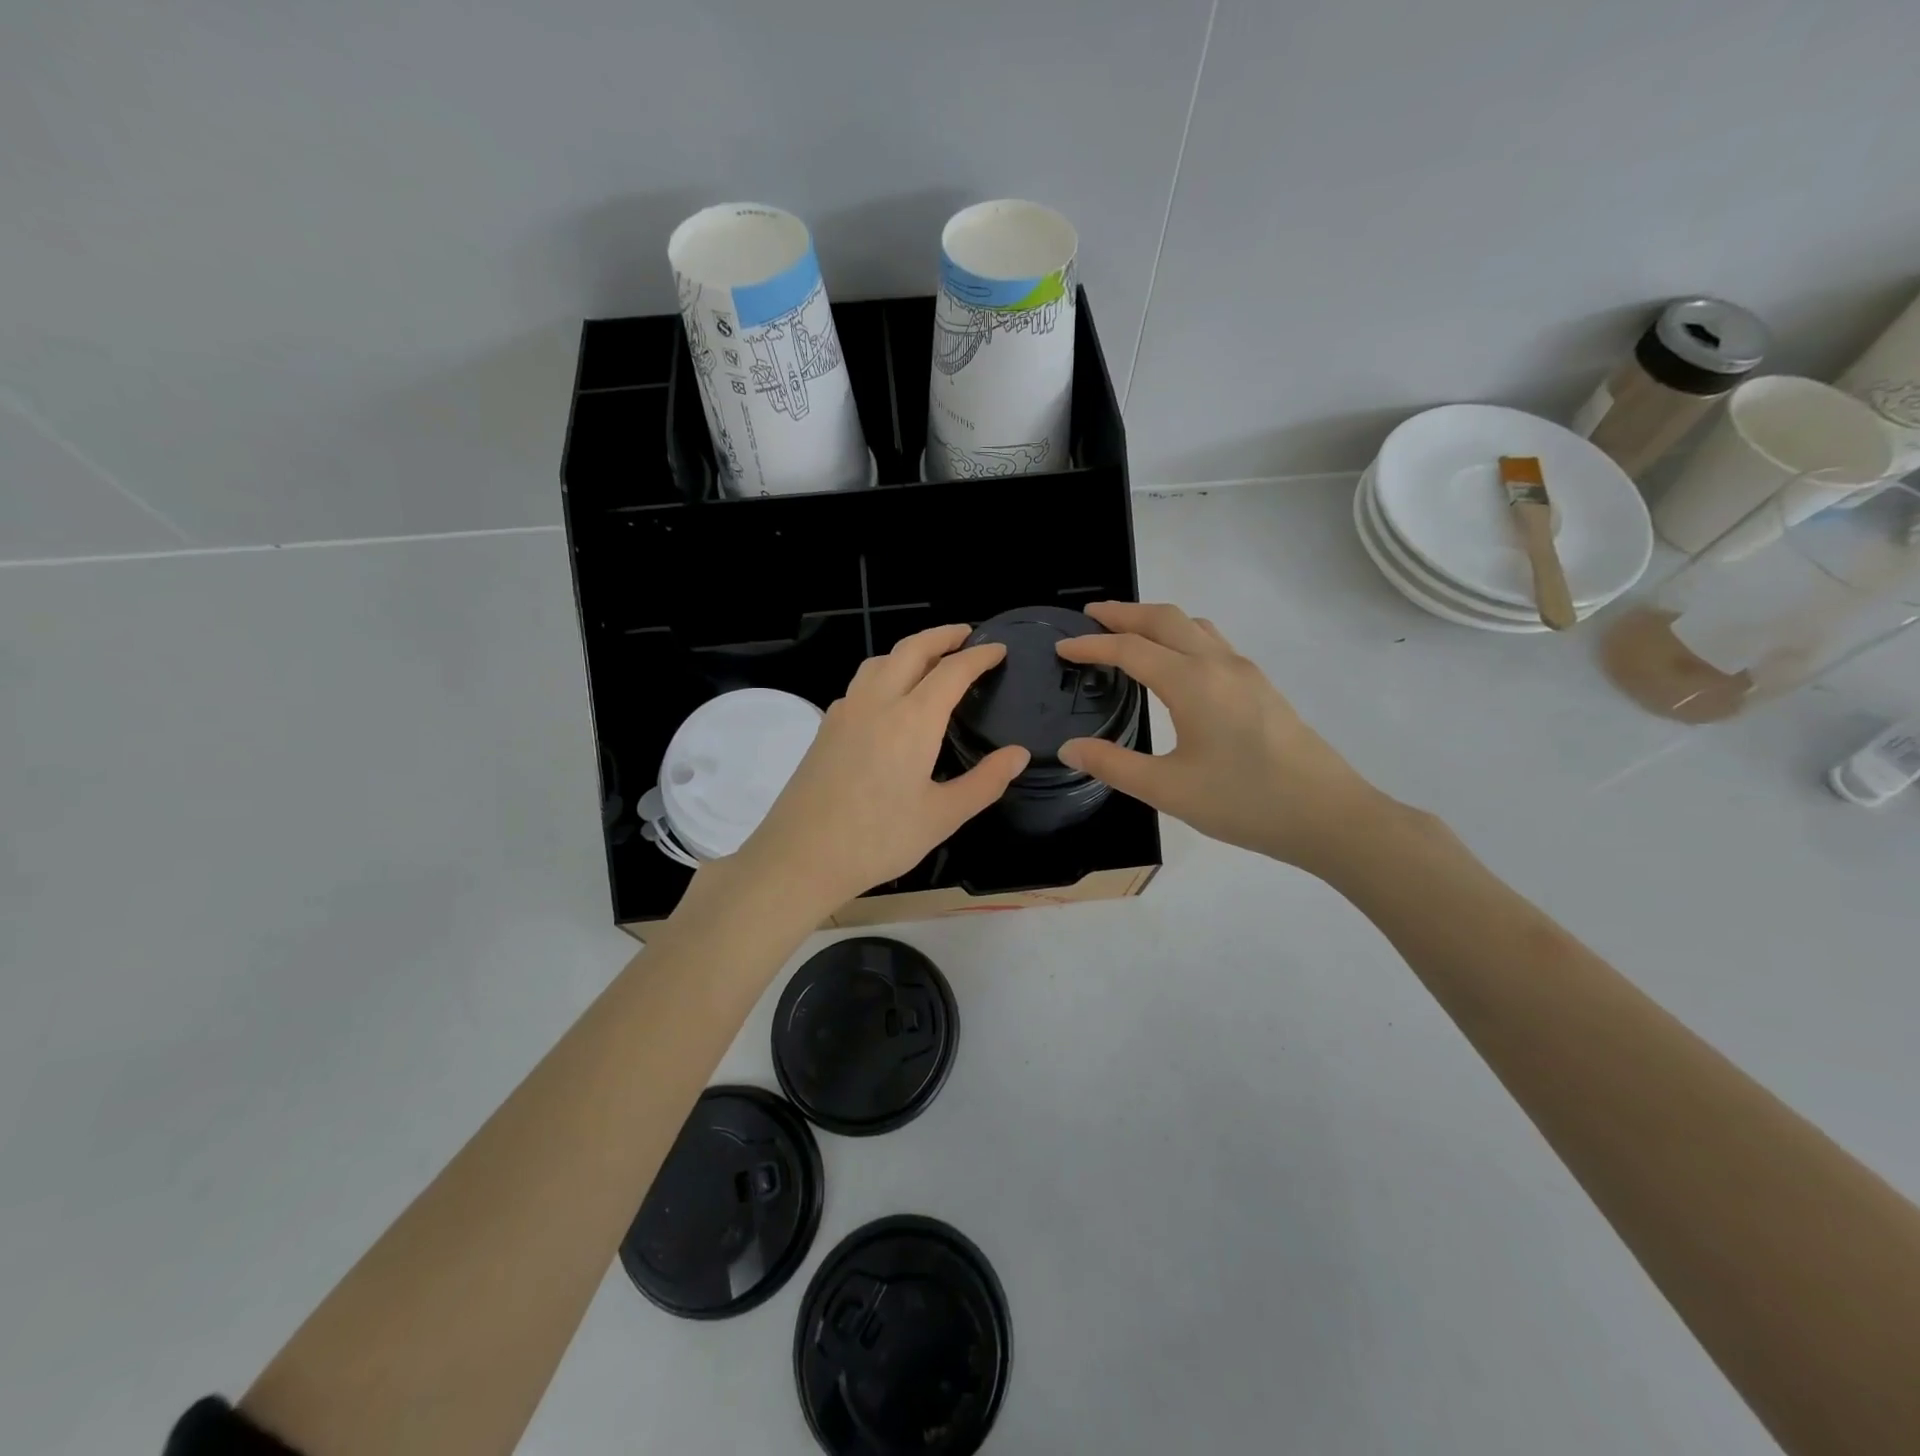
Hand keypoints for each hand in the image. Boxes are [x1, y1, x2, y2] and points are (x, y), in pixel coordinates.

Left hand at [735, 625, 1029, 912]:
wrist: (800, 856)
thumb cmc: (879, 840)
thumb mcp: (943, 817)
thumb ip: (985, 782)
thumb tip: (1019, 754)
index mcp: (912, 719)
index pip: (952, 671)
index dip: (979, 656)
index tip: (998, 649)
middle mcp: (877, 702)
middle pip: (911, 649)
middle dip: (942, 636)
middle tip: (966, 634)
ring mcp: (846, 711)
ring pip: (880, 661)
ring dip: (909, 650)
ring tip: (929, 659)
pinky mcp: (826, 727)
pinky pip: (860, 683)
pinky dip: (884, 672)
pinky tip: (888, 698)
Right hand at [1055, 602, 1390, 873]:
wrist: (1327, 815)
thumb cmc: (1244, 801)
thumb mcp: (1168, 790)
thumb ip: (1113, 765)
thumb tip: (1069, 748)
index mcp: (1191, 682)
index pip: (1130, 649)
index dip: (1091, 645)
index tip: (1062, 648)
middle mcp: (1218, 664)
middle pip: (1164, 619)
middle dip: (1123, 613)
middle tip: (1089, 616)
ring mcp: (1245, 672)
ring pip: (1193, 625)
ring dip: (1155, 620)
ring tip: (1128, 632)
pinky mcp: (1261, 687)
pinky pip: (1212, 642)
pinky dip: (1181, 635)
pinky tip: (1176, 662)